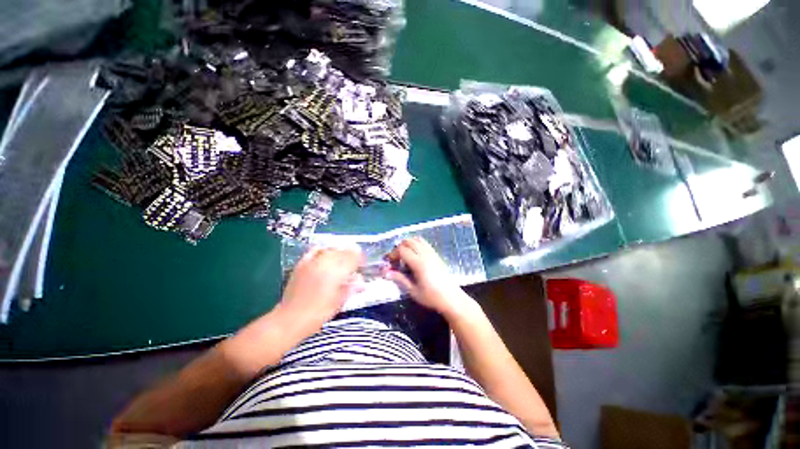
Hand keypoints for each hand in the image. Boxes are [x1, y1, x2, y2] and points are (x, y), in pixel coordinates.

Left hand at [277, 246, 364, 335]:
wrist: (290, 319)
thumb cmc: (318, 314)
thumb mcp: (339, 302)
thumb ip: (352, 288)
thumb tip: (362, 281)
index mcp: (336, 273)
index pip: (353, 257)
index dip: (360, 259)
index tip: (362, 264)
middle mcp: (325, 263)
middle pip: (343, 251)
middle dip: (351, 255)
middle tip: (354, 263)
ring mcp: (312, 262)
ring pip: (331, 249)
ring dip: (339, 252)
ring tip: (342, 258)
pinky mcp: (302, 263)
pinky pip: (315, 250)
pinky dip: (323, 250)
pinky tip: (326, 254)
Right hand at [384, 238, 475, 318]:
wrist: (451, 298)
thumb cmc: (431, 297)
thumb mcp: (413, 291)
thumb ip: (399, 279)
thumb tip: (386, 273)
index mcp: (419, 264)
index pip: (402, 250)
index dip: (393, 254)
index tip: (390, 262)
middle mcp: (425, 255)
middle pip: (409, 241)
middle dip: (399, 247)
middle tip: (396, 259)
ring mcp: (432, 253)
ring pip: (417, 240)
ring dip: (408, 244)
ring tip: (404, 256)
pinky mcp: (436, 255)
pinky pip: (424, 243)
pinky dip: (416, 244)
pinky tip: (414, 255)